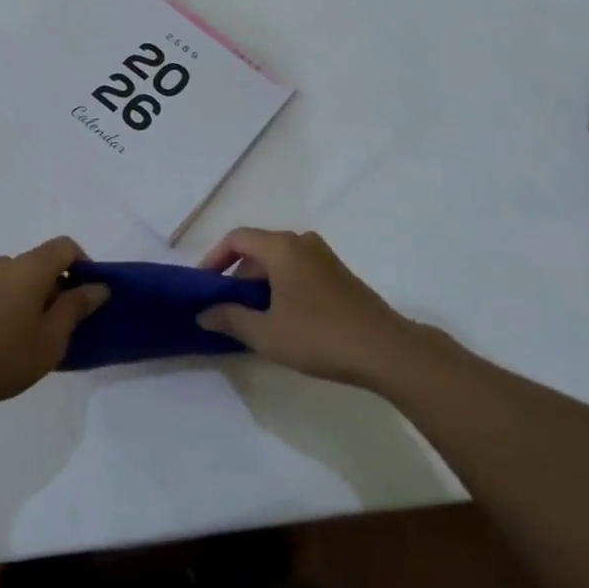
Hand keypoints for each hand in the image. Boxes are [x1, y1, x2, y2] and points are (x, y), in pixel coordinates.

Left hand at [0, 237, 108, 414]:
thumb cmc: (4, 354)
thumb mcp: (51, 338)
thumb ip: (76, 308)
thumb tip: (98, 286)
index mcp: (31, 266)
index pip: (66, 246)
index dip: (85, 265)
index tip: (90, 297)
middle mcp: (8, 265)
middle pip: (45, 262)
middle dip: (63, 286)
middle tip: (69, 324)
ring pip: (25, 279)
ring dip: (40, 299)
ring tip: (42, 338)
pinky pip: (7, 292)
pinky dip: (20, 307)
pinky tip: (15, 343)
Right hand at [195, 228, 422, 386]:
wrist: (385, 349)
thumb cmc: (320, 336)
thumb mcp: (266, 333)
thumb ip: (230, 319)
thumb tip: (203, 313)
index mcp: (282, 247)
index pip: (237, 238)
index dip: (214, 258)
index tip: (203, 285)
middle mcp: (302, 242)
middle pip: (258, 249)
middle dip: (237, 275)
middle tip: (226, 308)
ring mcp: (324, 256)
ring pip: (279, 261)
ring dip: (259, 283)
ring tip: (252, 318)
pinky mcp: (338, 274)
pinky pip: (297, 270)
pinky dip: (281, 286)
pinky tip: (282, 318)